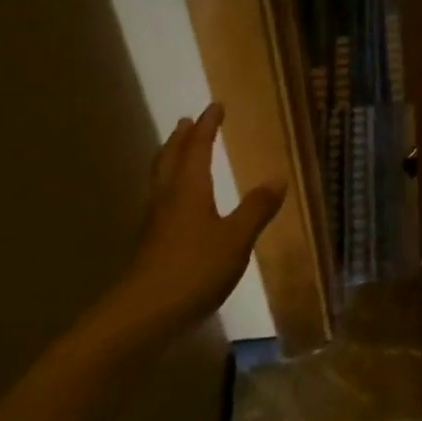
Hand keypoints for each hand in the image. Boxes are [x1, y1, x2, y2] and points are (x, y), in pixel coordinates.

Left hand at [88, 104, 285, 352]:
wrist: (143, 314)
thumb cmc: (193, 269)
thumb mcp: (236, 238)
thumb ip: (257, 208)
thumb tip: (278, 177)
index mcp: (188, 190)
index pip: (198, 149)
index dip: (207, 127)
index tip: (215, 107)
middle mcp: (168, 199)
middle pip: (170, 159)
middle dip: (181, 139)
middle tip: (187, 122)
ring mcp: (155, 224)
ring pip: (161, 180)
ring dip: (171, 160)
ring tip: (179, 152)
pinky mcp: (151, 245)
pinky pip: (161, 201)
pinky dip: (171, 187)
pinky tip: (179, 204)